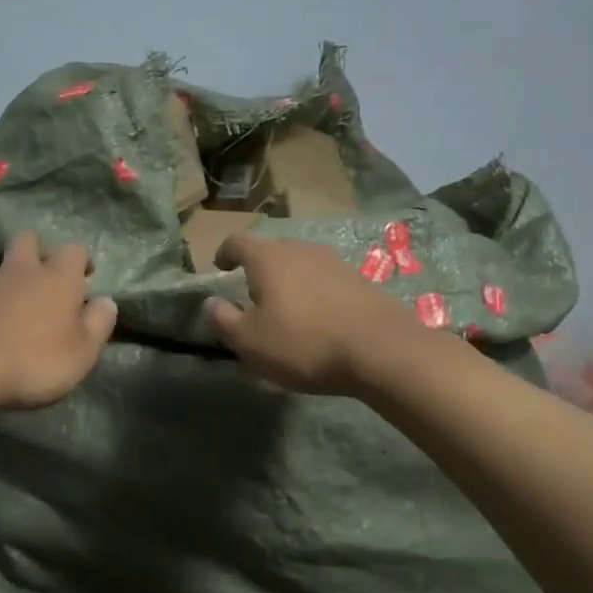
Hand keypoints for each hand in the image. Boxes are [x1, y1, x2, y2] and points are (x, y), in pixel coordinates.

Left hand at [0, 231, 118, 410]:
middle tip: (45, 279)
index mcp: (59, 277)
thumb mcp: (82, 352)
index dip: (81, 260)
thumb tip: (106, 301)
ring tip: (11, 298)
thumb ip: (98, 323)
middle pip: (29, 239)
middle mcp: (24, 270)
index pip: (75, 249)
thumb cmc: (35, 360)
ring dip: (7, 274)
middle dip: (38, 251)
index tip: (85, 278)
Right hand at [204, 233, 438, 393]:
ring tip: (286, 312)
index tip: (220, 268)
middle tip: (251, 298)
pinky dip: (314, 295)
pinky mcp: (360, 280)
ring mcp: (334, 262)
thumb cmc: (304, 342)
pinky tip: (318, 322)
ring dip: (288, 283)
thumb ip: (223, 319)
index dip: (224, 253)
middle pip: (271, 252)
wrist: (382, 350)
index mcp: (268, 257)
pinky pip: (325, 282)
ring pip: (300, 266)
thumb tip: (210, 302)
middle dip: (258, 271)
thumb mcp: (249, 341)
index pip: (237, 242)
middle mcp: (300, 249)